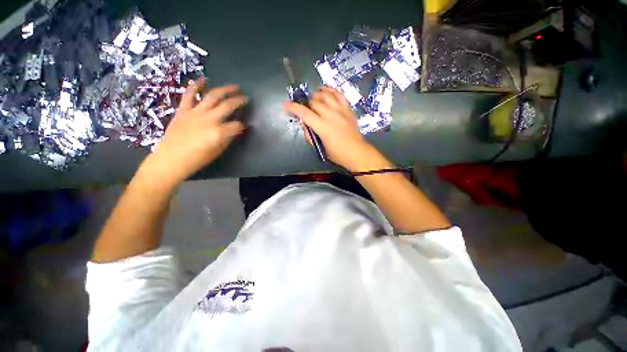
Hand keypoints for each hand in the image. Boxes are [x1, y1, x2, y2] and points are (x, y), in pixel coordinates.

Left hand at [141, 78, 246, 185]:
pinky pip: (189, 94)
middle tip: (246, 97)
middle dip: (239, 101)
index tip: (246, 126)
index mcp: (219, 132)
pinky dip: (196, 85)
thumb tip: (235, 130)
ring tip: (234, 86)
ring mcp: (195, 112)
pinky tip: (204, 79)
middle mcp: (209, 119)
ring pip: (212, 96)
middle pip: (228, 106)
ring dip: (224, 90)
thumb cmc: (197, 159)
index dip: (243, 125)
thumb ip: (228, 138)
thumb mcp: (218, 151)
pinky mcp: (183, 110)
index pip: (237, 125)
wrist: (171, 159)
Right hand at [284, 86, 377, 169]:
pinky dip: (331, 90)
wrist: (356, 152)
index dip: (293, 108)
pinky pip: (339, 94)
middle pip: (314, 102)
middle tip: (305, 108)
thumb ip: (310, 136)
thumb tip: (304, 125)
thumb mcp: (320, 148)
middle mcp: (331, 115)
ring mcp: (341, 110)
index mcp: (323, 127)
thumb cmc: (337, 154)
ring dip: (317, 95)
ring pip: (326, 95)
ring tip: (314, 98)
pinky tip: (326, 91)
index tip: (287, 105)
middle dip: (306, 103)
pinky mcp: (348, 109)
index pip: (304, 113)